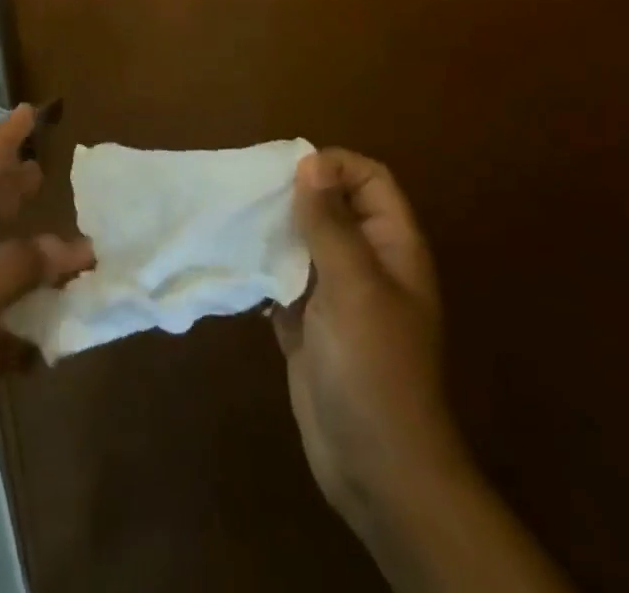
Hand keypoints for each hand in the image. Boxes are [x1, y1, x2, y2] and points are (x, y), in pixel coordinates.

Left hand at [0, 105, 94, 533]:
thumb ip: (19, 266)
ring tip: (73, 242)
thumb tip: (73, 247)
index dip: (2, 142)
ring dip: (36, 257)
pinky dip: (36, 319)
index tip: (28, 111)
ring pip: (2, 267)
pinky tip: (64, 323)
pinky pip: (10, 321)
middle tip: (46, 169)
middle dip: (13, 191)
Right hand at [272, 150, 467, 546]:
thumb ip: (330, 222)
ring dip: (274, 229)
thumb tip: (309, 161)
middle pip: (333, 205)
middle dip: (295, 193)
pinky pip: (283, 278)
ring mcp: (337, 295)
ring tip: (237, 220)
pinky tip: (237, 263)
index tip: (290, 173)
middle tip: (252, 192)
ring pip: (304, 240)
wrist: (375, 467)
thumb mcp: (353, 284)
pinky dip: (263, 267)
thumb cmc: (373, 366)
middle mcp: (366, 263)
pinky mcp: (308, 323)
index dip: (335, 166)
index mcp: (391, 247)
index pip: (370, 179)